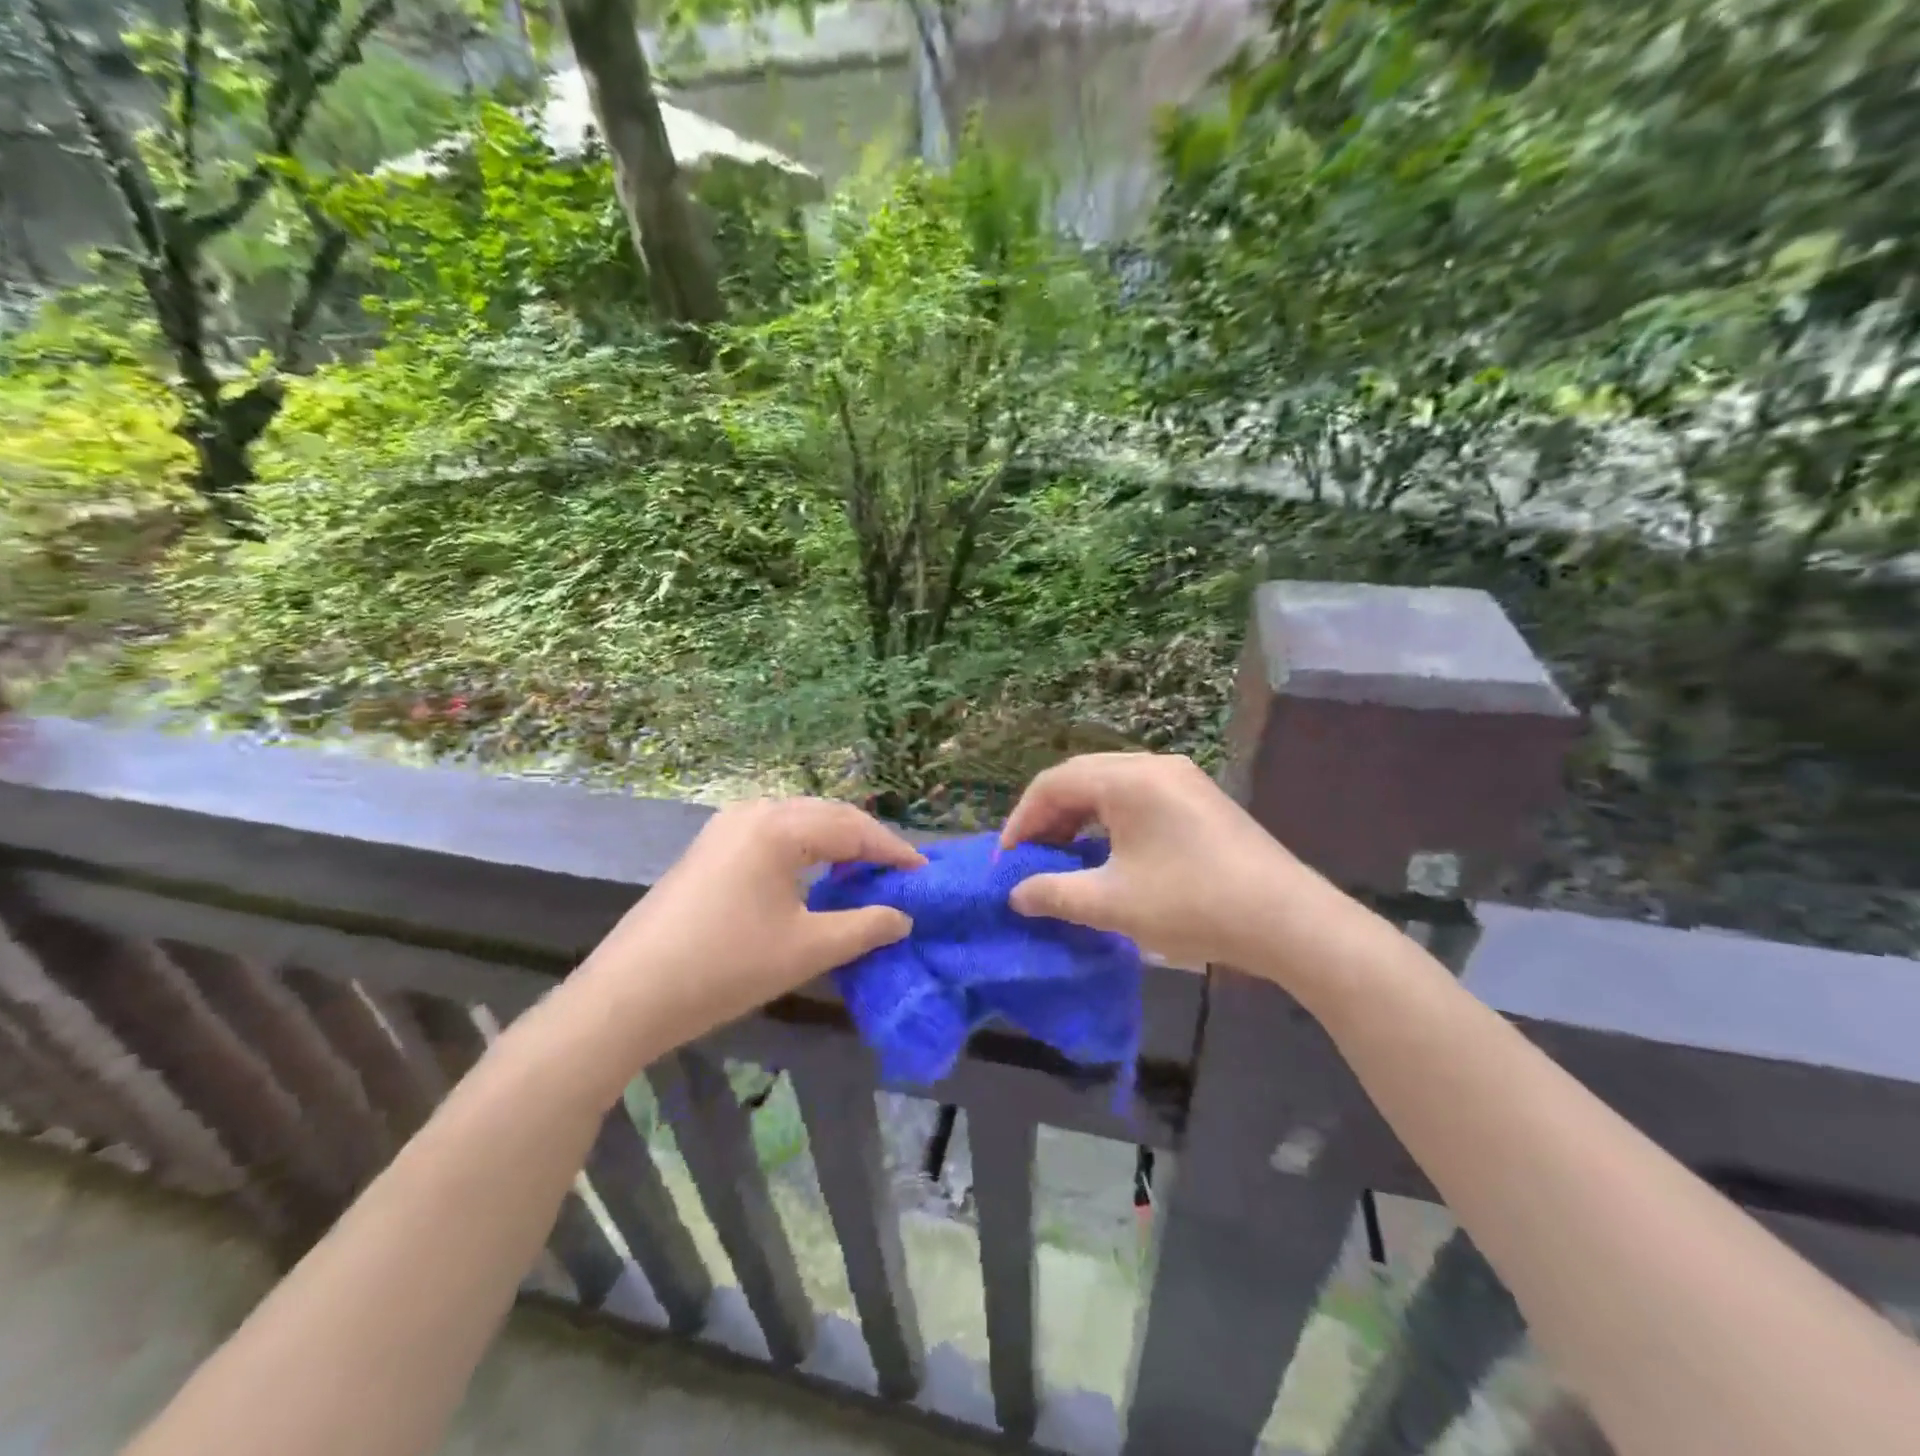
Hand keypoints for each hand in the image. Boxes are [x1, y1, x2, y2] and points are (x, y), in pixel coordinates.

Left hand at [573, 798, 924, 1056]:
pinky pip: (773, 833)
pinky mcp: (710, 846)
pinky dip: (805, 847)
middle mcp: (754, 811)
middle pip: (828, 815)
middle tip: (899, 873)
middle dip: (867, 842)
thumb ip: (864, 927)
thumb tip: (903, 917)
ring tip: (864, 873)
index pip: (853, 829)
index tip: (924, 873)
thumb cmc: (725, 967)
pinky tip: (815, 874)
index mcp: (780, 826)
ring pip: (799, 821)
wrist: (628, 995)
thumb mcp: (807, 949)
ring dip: (836, 841)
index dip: (894, 851)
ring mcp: (726, 826)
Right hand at [1000, 752, 1334, 972]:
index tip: (1006, 861)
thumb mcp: (1112, 903)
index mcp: (1127, 778)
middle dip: (1048, 817)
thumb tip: (1016, 894)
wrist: (1288, 921)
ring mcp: (1181, 778)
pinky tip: (1108, 853)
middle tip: (1031, 858)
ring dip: (1079, 818)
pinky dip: (1110, 820)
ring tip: (1063, 857)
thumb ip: (1054, 893)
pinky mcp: (1200, 798)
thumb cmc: (1191, 904)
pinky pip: (1138, 797)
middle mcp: (1153, 764)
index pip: (1053, 784)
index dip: (1022, 821)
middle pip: (1081, 778)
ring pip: (1110, 786)